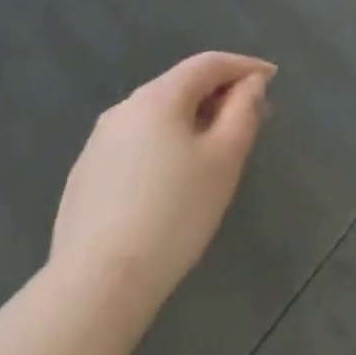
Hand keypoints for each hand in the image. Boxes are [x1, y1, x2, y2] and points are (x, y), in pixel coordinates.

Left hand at [48, 52, 274, 324]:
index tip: (272, 80)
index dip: (245, 66)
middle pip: (182, 87)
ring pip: (157, 118)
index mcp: (158, 97)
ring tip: (216, 149)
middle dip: (220, 95)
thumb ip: (244, 109)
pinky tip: (173, 180)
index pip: (210, 63)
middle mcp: (123, 110)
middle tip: (251, 117)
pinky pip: (136, 146)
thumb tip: (251, 83)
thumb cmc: (173, 213)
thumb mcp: (226, 156)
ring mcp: (97, 146)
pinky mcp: (83, 181)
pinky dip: (164, 147)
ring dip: (192, 121)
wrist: (93, 291)